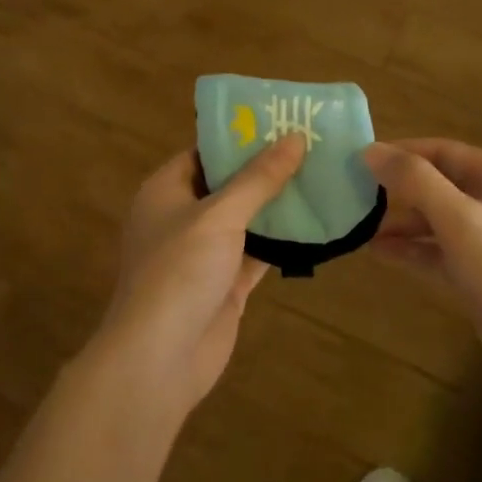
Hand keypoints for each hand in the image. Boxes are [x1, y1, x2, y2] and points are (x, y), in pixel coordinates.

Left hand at [94, 136, 305, 415]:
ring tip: (323, 175)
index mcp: (166, 190)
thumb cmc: (179, 271)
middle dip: (267, 168)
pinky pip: (257, 252)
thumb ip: (259, 177)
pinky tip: (317, 223)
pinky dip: (282, 240)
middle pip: (229, 183)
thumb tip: (295, 137)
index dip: (240, 136)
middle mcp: (183, 217)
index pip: (205, 151)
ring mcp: (204, 253)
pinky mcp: (225, 284)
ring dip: (278, 204)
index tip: (281, 121)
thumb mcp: (220, 214)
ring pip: (246, 218)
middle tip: (312, 145)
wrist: (159, 360)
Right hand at [364, 138, 481, 409]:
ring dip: (402, 221)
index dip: (401, 151)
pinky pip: (440, 251)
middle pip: (438, 182)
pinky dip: (413, 249)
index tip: (360, 159)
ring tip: (360, 225)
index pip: (441, 150)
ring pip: (437, 218)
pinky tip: (380, 253)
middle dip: (399, 187)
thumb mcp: (458, 220)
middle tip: (355, 193)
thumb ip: (415, 181)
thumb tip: (371, 151)